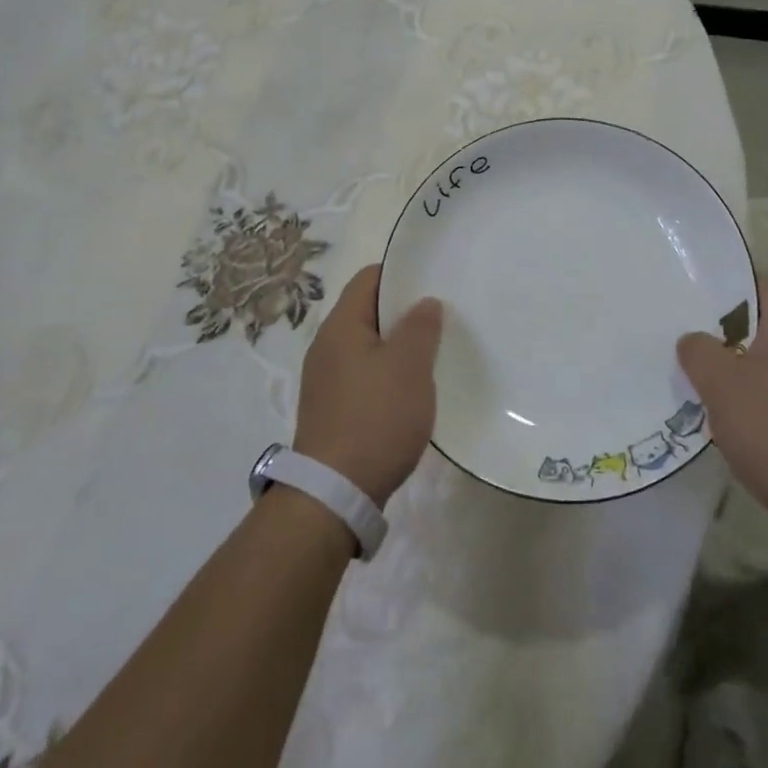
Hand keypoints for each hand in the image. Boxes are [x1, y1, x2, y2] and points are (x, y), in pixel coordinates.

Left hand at [293, 264, 441, 505]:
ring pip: (368, 346)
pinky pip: (364, 376)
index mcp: (340, 326)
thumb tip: (424, 302)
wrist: (334, 493)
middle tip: (441, 318)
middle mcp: (326, 347)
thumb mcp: (409, 366)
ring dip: (398, 346)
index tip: (433, 282)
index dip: (401, 274)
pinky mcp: (332, 410)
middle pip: (368, 312)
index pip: (368, 278)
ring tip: (432, 353)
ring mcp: (326, 380)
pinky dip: (387, 374)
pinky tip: (411, 391)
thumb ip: (420, 327)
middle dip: (403, 312)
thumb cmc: (376, 418)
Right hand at [678, 275, 767, 534]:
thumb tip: (692, 340)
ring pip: (753, 361)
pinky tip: (707, 410)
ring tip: (682, 367)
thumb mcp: (723, 382)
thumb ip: (699, 351)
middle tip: (674, 327)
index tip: (688, 286)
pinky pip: (759, 394)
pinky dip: (734, 397)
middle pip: (752, 324)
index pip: (757, 285)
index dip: (725, 280)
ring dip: (721, 365)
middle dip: (714, 326)